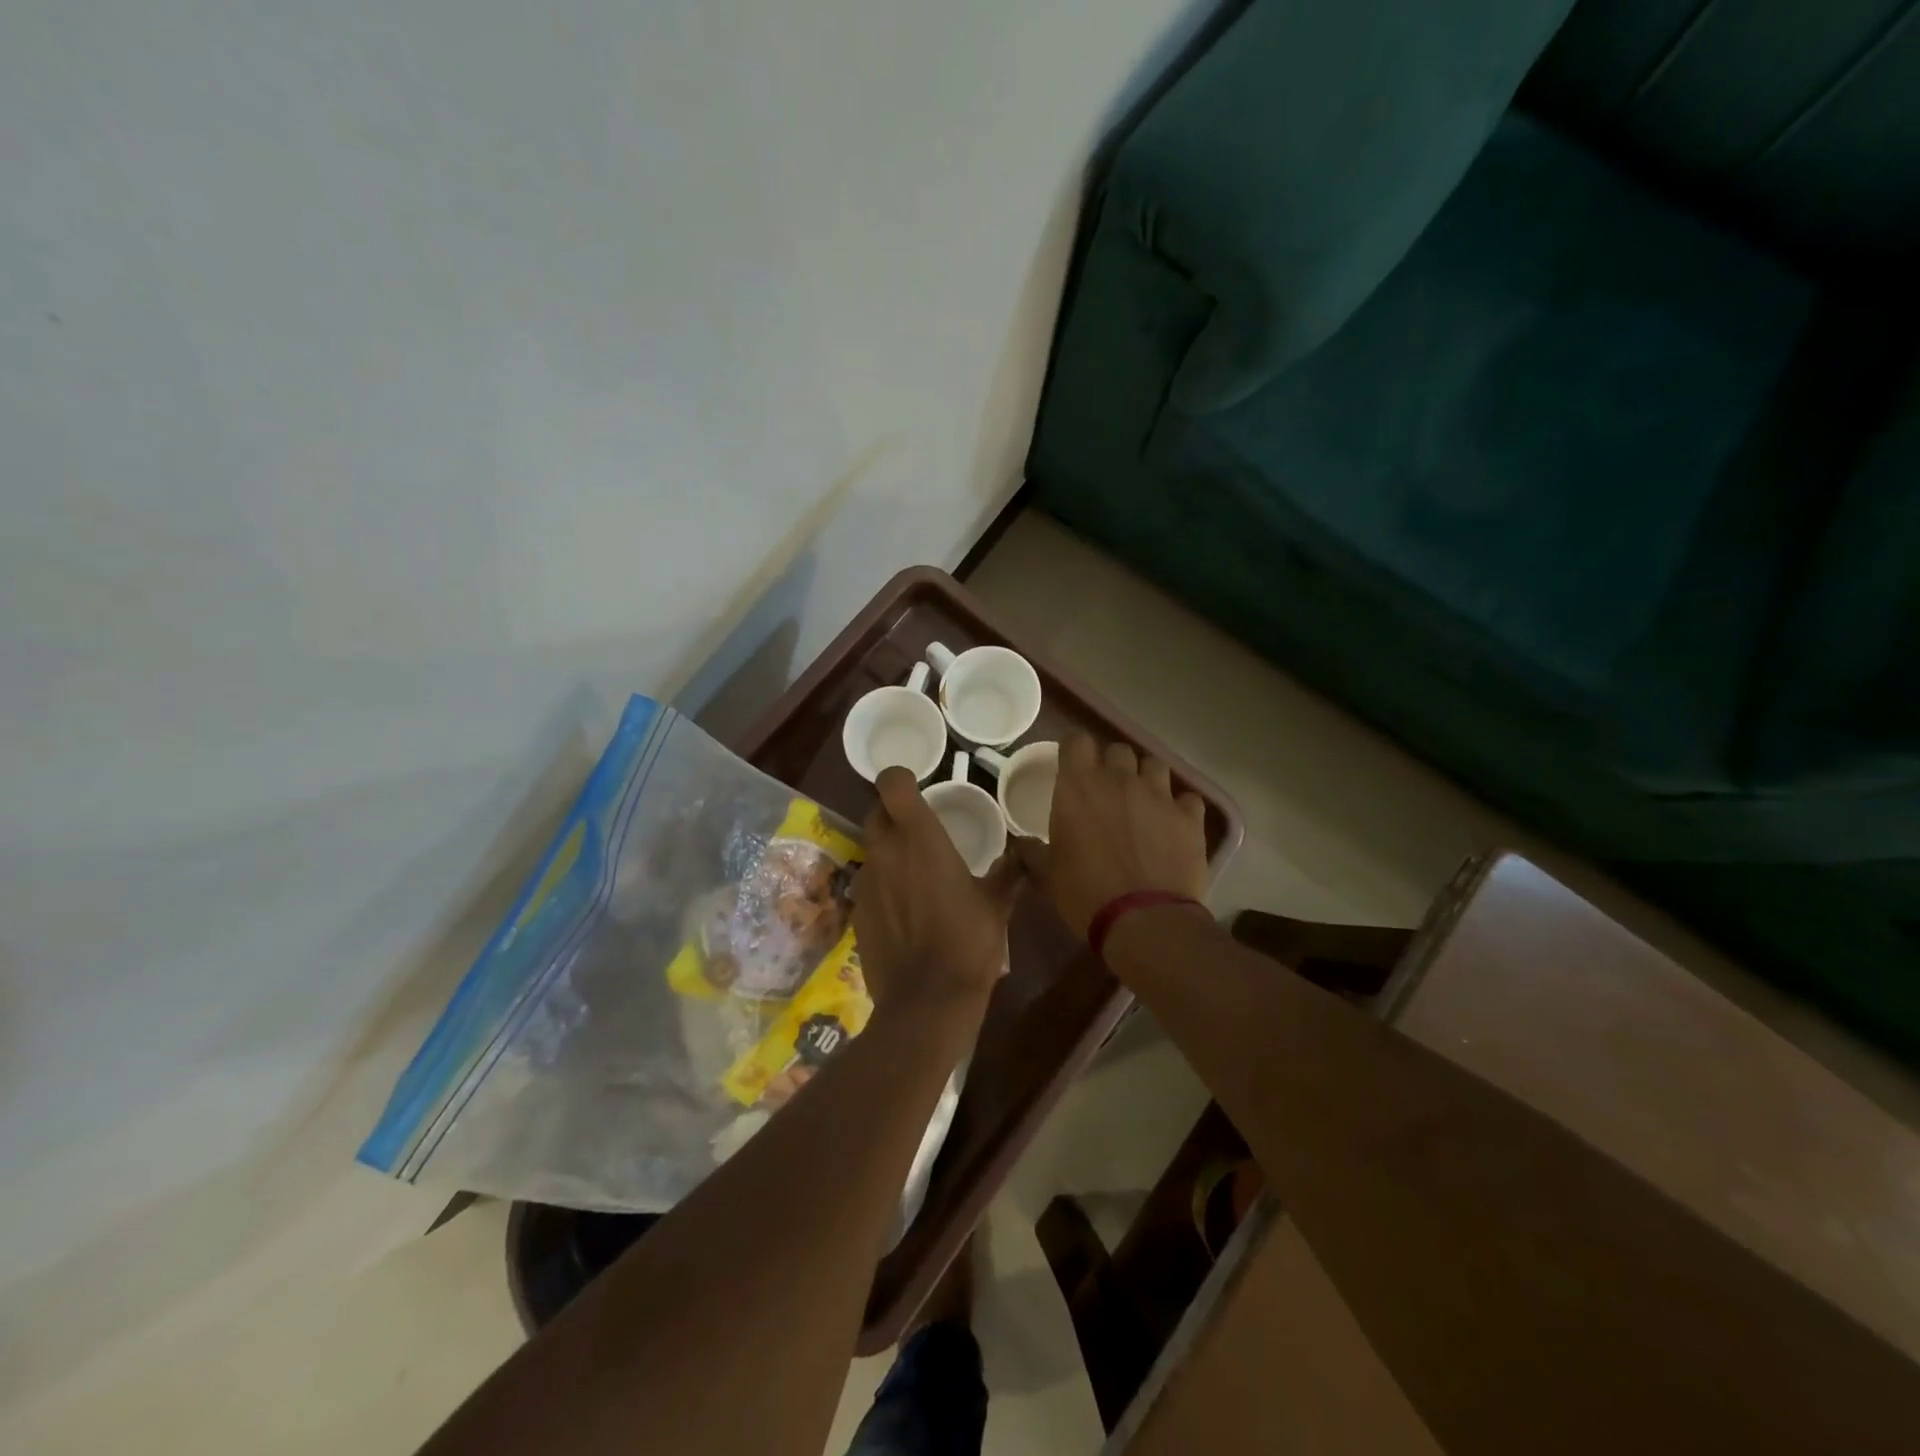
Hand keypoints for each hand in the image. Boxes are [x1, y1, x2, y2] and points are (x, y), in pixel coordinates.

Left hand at [853, 766, 1019, 1017]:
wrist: (928, 999)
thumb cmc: (968, 941)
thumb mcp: (997, 904)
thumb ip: (1008, 871)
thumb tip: (1024, 852)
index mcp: (919, 836)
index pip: (891, 782)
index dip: (900, 779)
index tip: (917, 788)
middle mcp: (885, 850)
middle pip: (876, 812)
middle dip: (894, 814)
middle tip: (920, 832)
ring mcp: (866, 881)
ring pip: (871, 849)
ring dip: (889, 852)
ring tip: (915, 875)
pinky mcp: (857, 911)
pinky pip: (868, 884)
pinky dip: (883, 886)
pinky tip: (904, 910)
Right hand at [1014, 735, 1207, 936]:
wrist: (1143, 920)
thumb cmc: (1085, 893)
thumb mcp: (1047, 875)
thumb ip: (1033, 852)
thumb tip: (1022, 845)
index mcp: (1079, 786)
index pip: (1076, 741)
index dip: (1074, 750)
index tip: (1072, 766)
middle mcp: (1119, 779)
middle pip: (1117, 750)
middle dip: (1112, 765)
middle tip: (1107, 790)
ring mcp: (1159, 794)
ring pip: (1154, 765)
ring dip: (1146, 778)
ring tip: (1143, 802)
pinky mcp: (1189, 816)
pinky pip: (1187, 797)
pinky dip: (1180, 806)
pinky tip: (1174, 823)